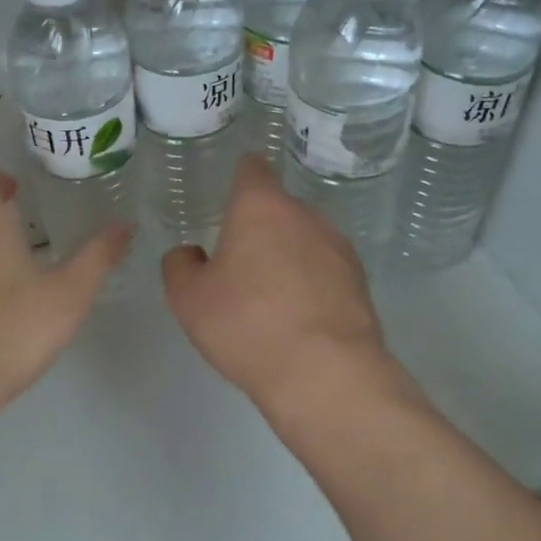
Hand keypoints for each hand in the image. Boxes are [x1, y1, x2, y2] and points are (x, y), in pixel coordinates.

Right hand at [161, 154, 396, 414]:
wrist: (324, 373)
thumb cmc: (246, 324)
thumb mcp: (188, 299)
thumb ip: (180, 265)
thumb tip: (191, 254)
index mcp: (260, 207)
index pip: (252, 168)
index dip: (239, 176)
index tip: (229, 196)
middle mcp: (304, 215)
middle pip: (278, 208)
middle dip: (259, 228)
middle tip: (238, 265)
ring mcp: (338, 247)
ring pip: (303, 240)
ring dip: (287, 256)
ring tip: (269, 299)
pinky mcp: (360, 281)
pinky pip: (325, 270)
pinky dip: (310, 283)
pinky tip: (298, 319)